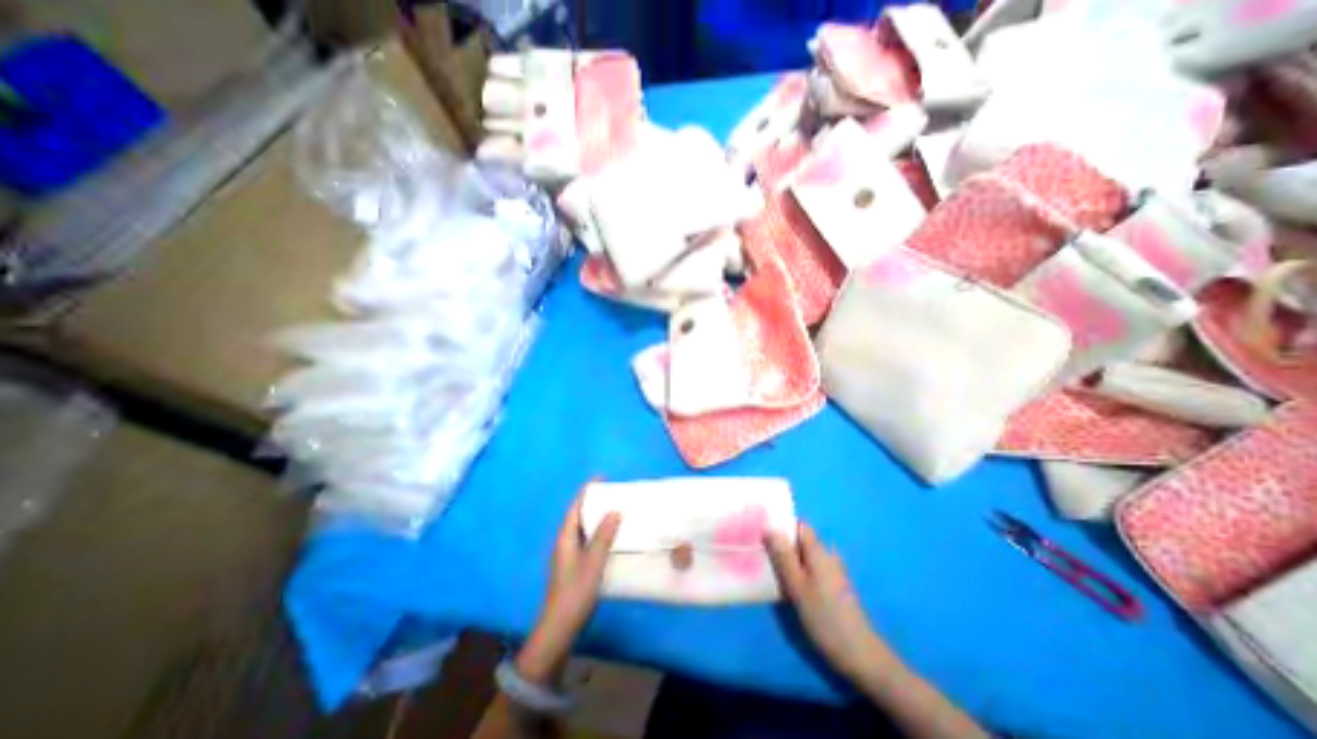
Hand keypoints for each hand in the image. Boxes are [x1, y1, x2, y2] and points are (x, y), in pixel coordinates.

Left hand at [510, 491, 620, 685]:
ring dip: (598, 517)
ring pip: (584, 527)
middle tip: (615, 493)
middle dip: (594, 501)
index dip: (587, 491)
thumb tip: (614, 510)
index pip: (575, 506)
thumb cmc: (575, 591)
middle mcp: (565, 541)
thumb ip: (603, 536)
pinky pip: (588, 539)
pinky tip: (612, 536)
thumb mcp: (593, 562)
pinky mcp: (574, 564)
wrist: (560, 626)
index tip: (602, 478)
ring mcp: (568, 554)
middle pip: (579, 514)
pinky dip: (599, 531)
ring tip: (617, 509)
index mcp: (565, 537)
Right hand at [768, 523, 888, 682]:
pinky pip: (810, 571)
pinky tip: (786, 587)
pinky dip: (797, 573)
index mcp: (819, 551)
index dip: (781, 525)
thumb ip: (783, 555)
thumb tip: (769, 526)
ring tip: (769, 570)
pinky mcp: (833, 588)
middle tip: (760, 553)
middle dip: (781, 545)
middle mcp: (827, 556)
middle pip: (800, 541)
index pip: (799, 525)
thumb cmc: (825, 617)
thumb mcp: (797, 585)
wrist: (860, 656)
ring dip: (788, 561)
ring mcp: (832, 573)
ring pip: (804, 557)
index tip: (762, 531)